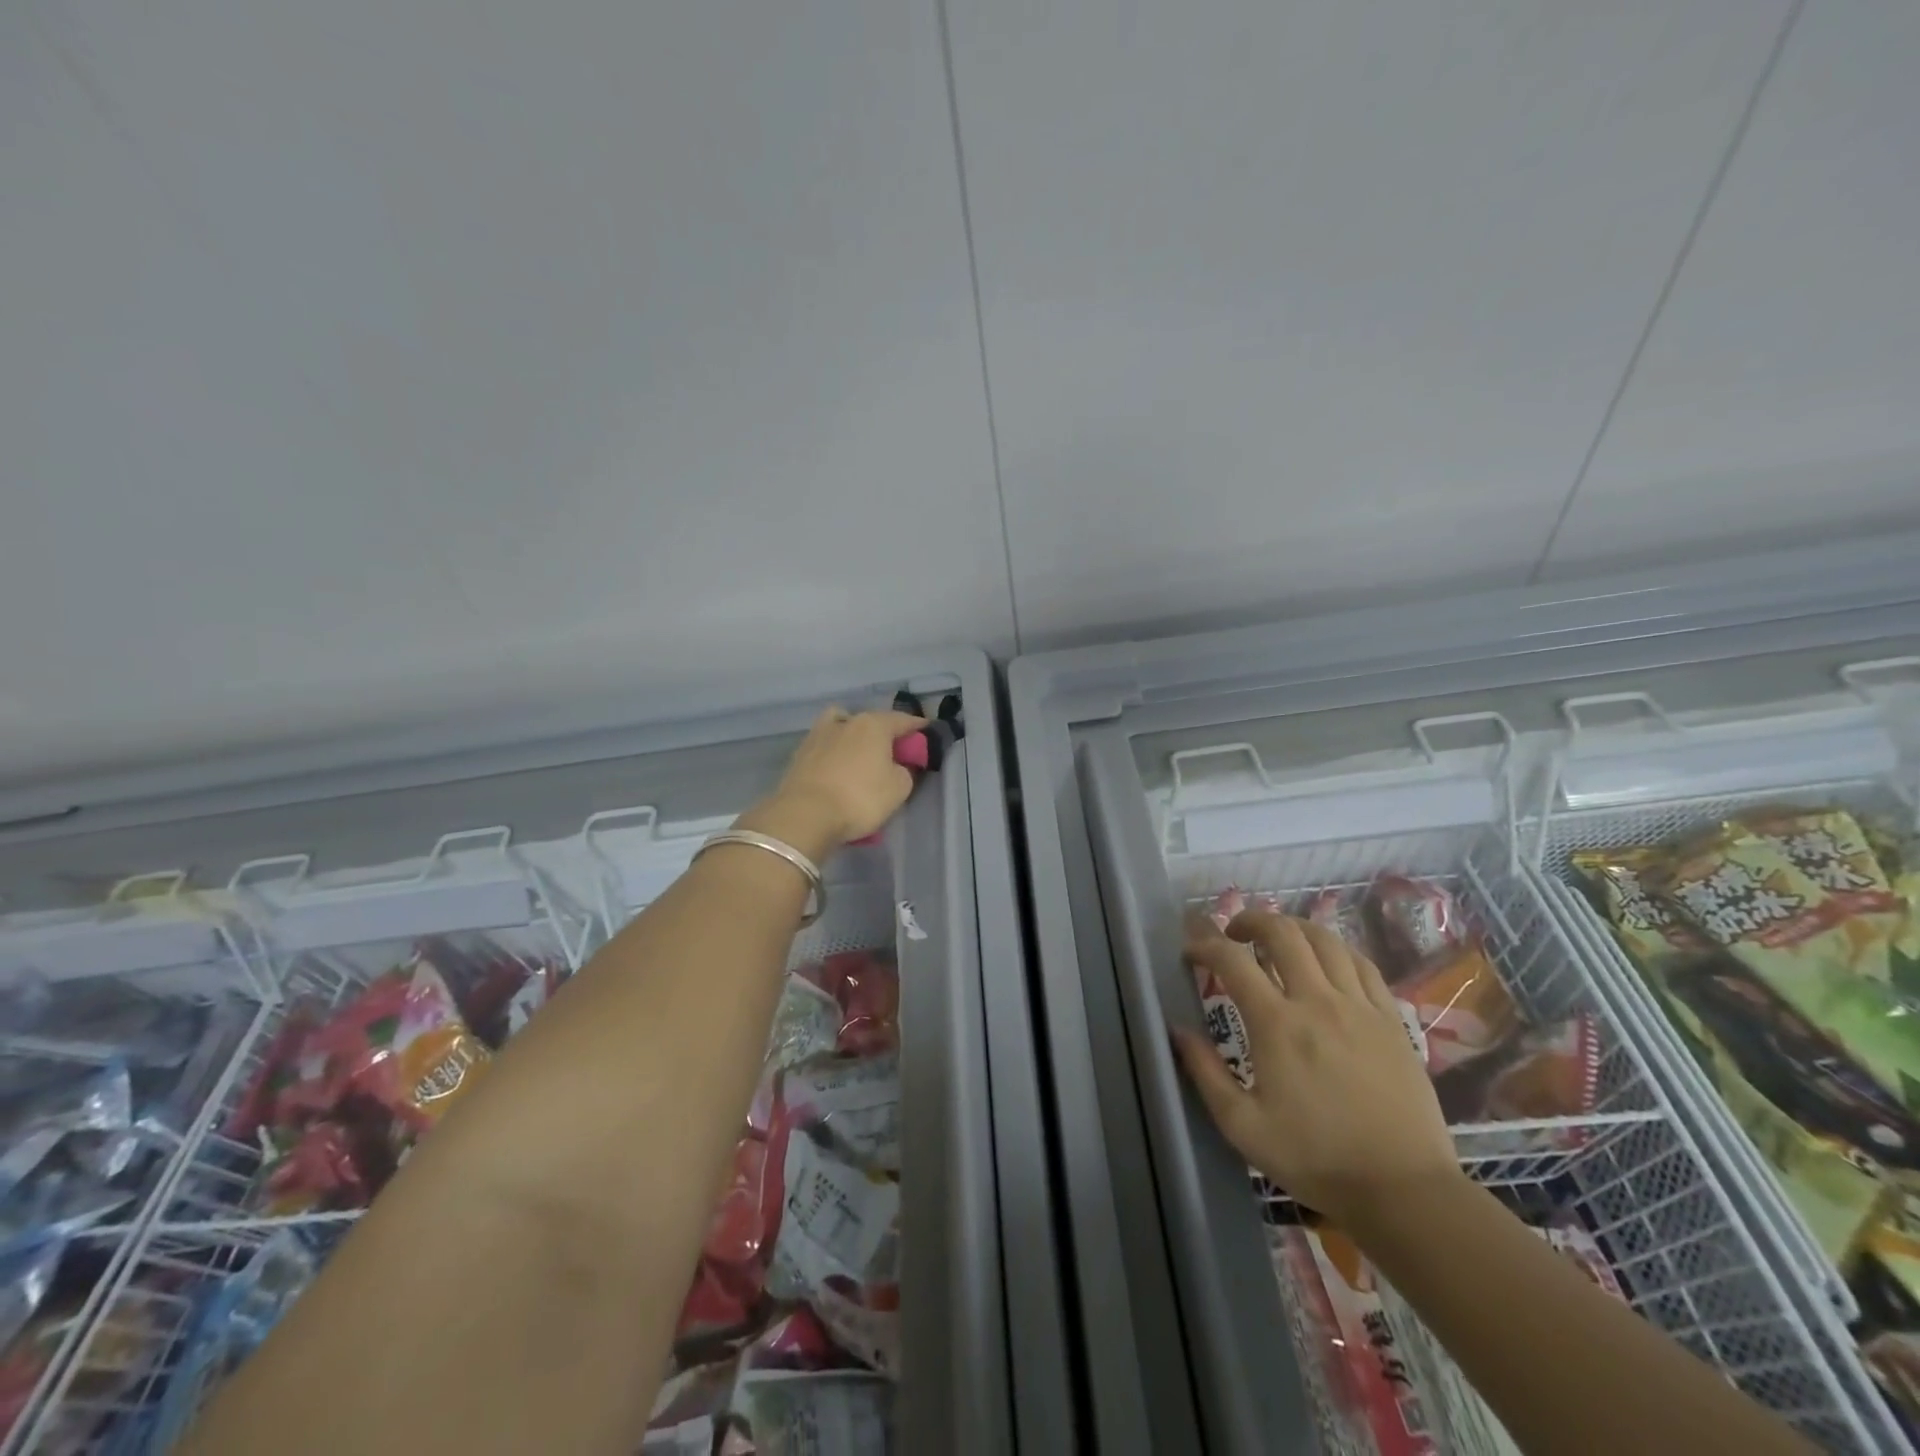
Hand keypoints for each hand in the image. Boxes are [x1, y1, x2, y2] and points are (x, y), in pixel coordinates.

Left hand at [746, 707, 924, 858]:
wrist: (805, 815)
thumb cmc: (860, 798)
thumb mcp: (899, 788)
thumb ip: (904, 771)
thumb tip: (896, 766)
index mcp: (873, 724)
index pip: (902, 720)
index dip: (917, 727)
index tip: (927, 730)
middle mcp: (845, 722)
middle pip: (870, 721)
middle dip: (884, 732)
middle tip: (893, 750)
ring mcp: (818, 735)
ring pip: (842, 727)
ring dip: (853, 737)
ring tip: (860, 756)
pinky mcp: (799, 754)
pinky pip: (826, 747)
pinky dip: (835, 754)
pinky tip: (839, 770)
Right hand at [1174, 910, 1459, 1225]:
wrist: (1404, 1190)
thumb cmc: (1317, 1159)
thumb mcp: (1243, 1126)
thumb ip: (1205, 1072)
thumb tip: (1178, 1030)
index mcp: (1277, 1025)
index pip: (1232, 961)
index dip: (1205, 945)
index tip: (1191, 951)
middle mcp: (1318, 1001)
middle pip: (1282, 933)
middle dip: (1250, 921)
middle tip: (1233, 934)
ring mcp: (1360, 1006)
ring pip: (1325, 940)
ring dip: (1293, 928)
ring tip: (1277, 939)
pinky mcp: (1391, 1019)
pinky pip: (1362, 964)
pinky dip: (1336, 949)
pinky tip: (1326, 961)